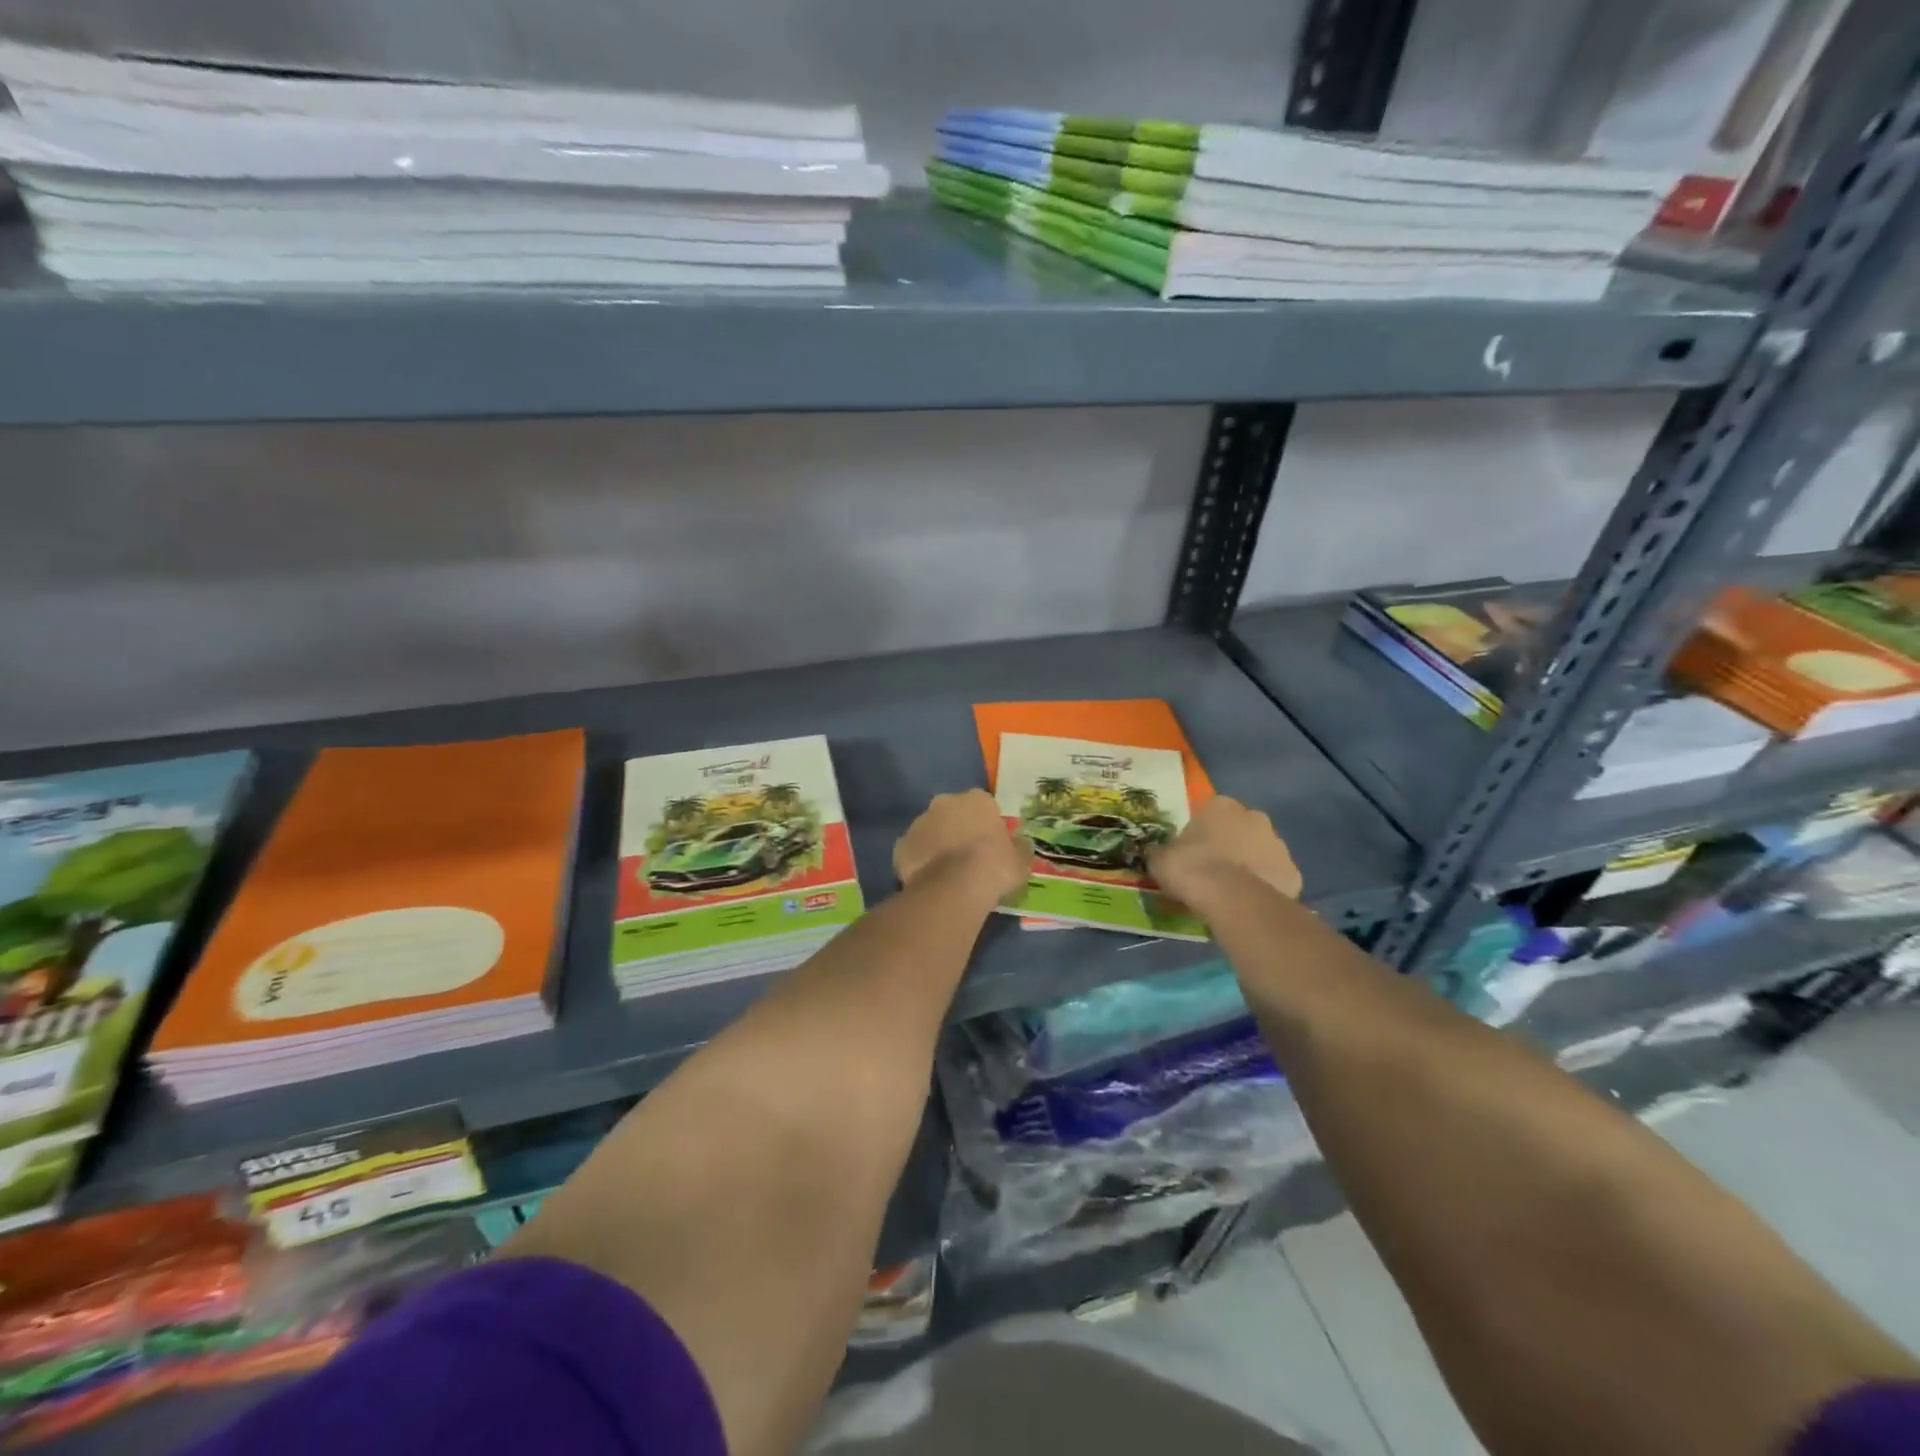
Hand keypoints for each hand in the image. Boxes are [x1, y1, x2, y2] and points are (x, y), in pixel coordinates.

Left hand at [894, 790, 1031, 904]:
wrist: (954, 888)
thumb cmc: (994, 867)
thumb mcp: (1021, 860)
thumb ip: (1019, 847)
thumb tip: (1019, 843)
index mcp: (976, 799)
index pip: (983, 806)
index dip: (986, 825)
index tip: (990, 845)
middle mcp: (944, 802)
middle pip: (952, 813)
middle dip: (958, 829)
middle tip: (967, 857)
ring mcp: (919, 822)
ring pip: (930, 831)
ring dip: (937, 844)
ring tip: (947, 873)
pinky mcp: (901, 845)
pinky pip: (913, 851)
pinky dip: (919, 862)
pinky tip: (929, 880)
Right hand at [1147, 797, 1301, 909]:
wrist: (1234, 900)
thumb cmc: (1193, 869)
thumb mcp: (1160, 859)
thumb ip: (1159, 852)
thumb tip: (1153, 852)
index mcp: (1221, 806)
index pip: (1210, 812)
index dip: (1200, 832)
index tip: (1192, 852)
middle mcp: (1254, 817)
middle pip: (1240, 828)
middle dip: (1230, 844)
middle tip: (1212, 869)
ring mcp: (1278, 844)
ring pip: (1260, 851)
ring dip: (1249, 864)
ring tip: (1230, 890)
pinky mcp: (1293, 872)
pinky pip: (1274, 877)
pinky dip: (1264, 886)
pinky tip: (1249, 902)